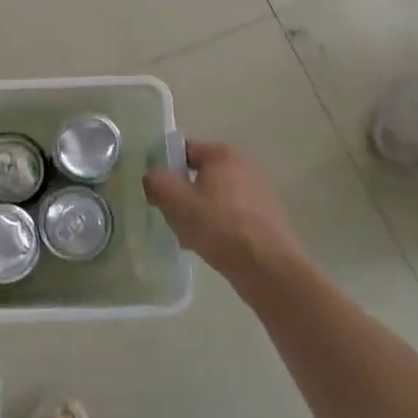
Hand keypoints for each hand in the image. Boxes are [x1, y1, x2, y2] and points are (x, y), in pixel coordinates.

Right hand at [143, 140, 301, 286]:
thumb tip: (151, 176)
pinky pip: (229, 214)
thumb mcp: (175, 201)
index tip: (154, 190)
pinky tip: (208, 245)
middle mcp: (243, 166)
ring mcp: (257, 192)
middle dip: (181, 193)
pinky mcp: (264, 217)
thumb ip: (155, 181)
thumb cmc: (218, 226)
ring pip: (212, 196)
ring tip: (186, 235)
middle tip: (168, 214)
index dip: (164, 167)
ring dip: (197, 211)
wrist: (267, 267)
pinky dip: (216, 225)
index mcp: (222, 154)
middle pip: (198, 174)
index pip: (183, 150)